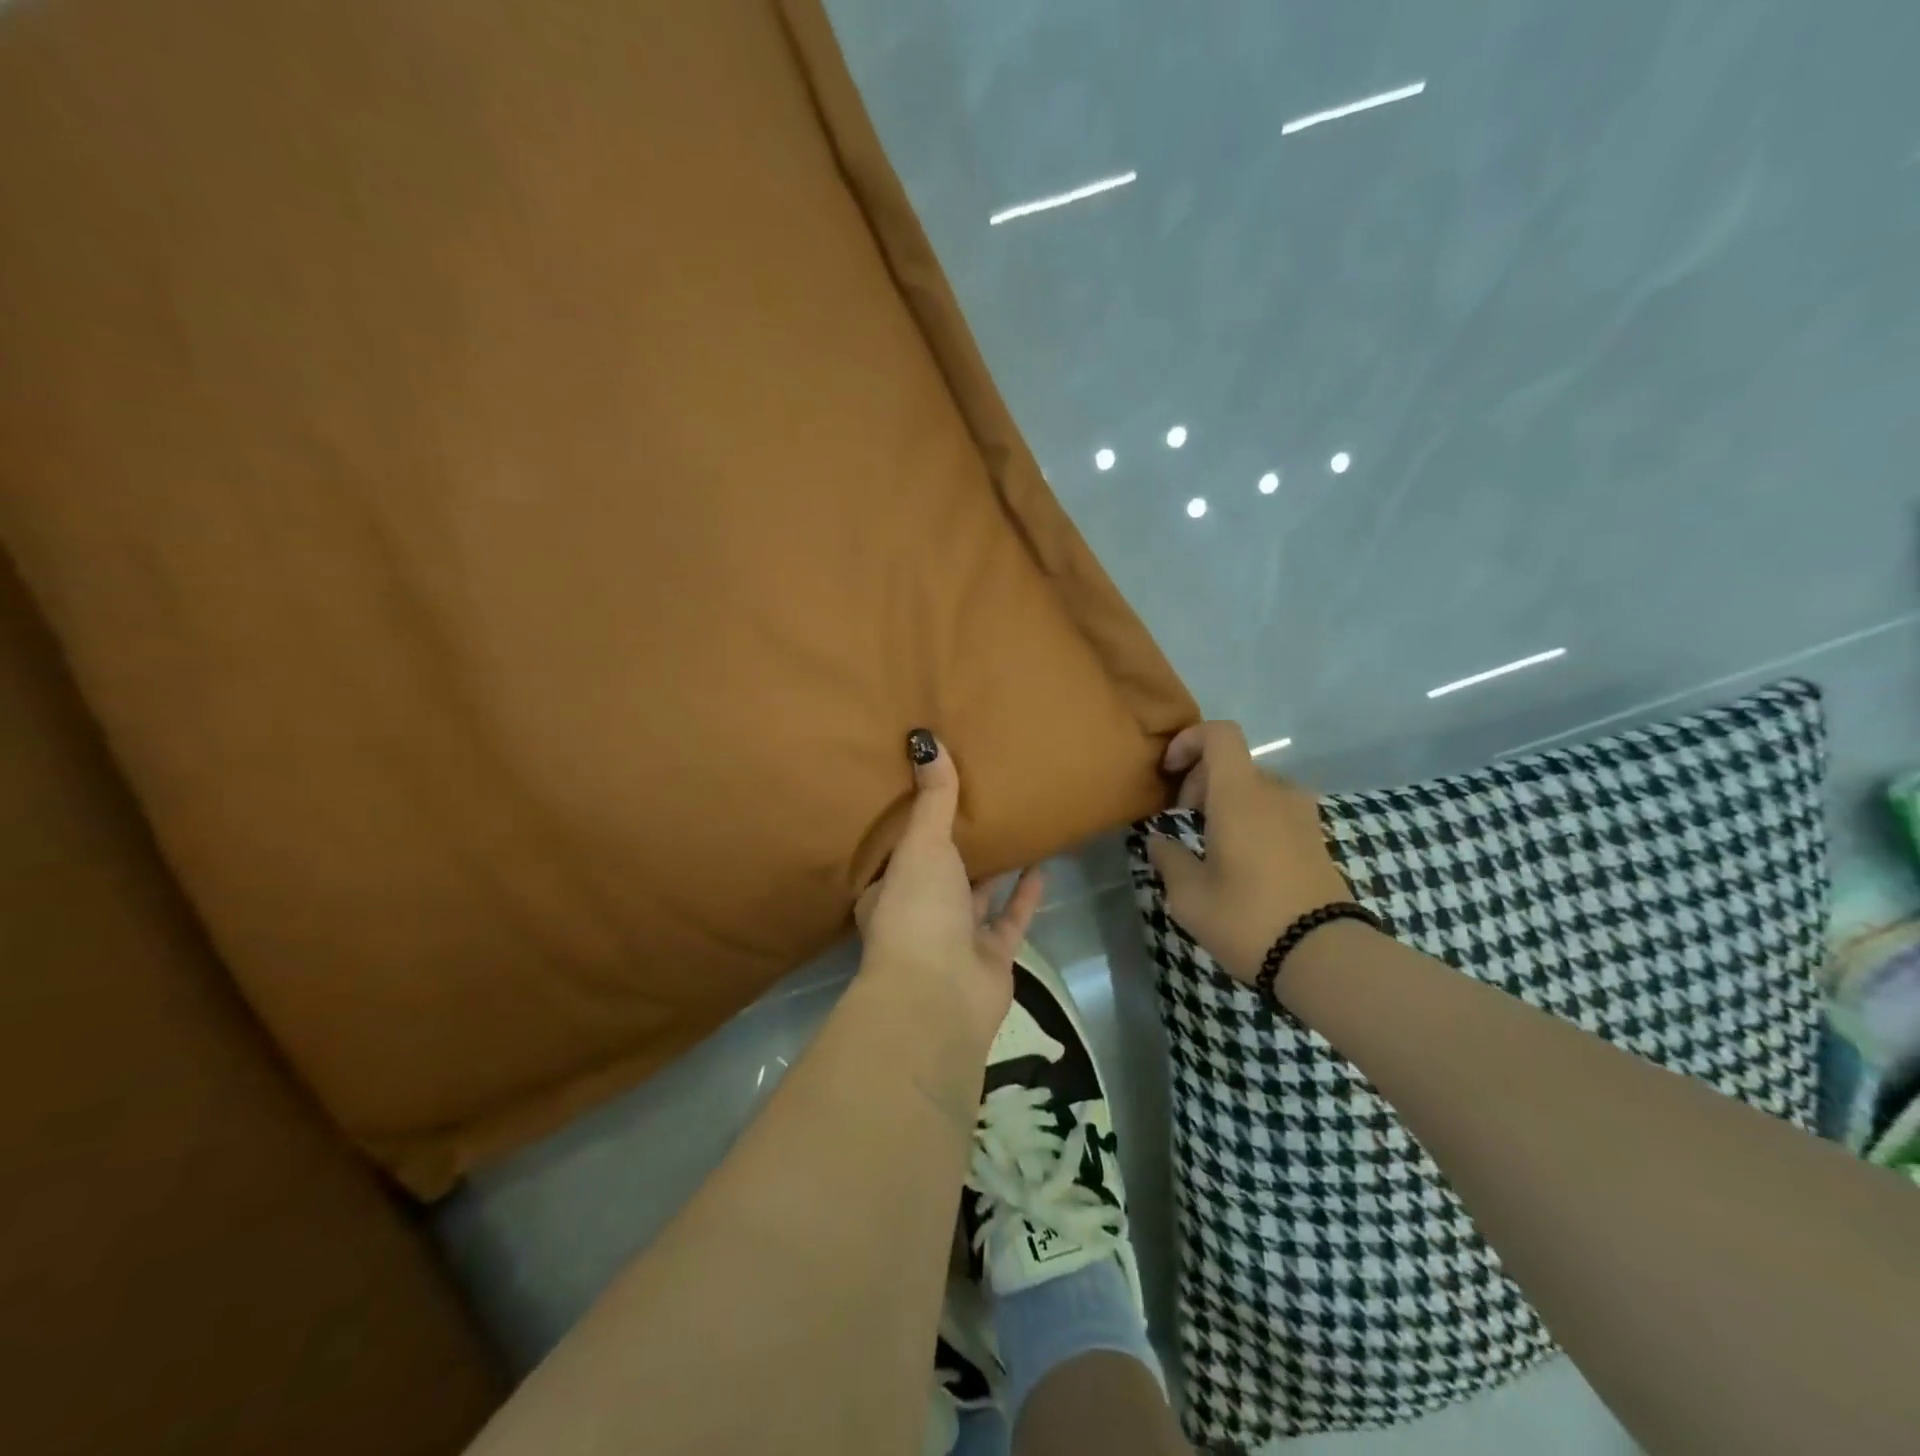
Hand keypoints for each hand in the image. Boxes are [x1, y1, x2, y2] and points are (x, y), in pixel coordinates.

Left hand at [855, 729, 1044, 1051]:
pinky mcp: (991, 958)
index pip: (897, 854)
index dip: (911, 828)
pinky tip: (1042, 867)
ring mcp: (956, 940)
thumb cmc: (918, 910)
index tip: (929, 797)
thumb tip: (924, 738)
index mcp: (888, 892)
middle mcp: (919, 915)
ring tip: (1014, 831)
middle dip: (956, 847)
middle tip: (981, 806)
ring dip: (994, 870)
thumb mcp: (922, 844)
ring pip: (977, 897)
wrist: (940, 995)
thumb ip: (933, 797)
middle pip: (939, 874)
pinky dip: (1025, 896)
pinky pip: (1010, 920)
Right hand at [1147, 721, 1352, 984]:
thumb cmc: (1247, 918)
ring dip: (1226, 801)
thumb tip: (1158, 840)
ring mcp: (1301, 815)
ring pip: (1254, 787)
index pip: (1220, 734)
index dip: (1189, 741)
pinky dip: (1250, 818)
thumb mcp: (1189, 895)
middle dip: (1199, 780)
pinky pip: (1274, 809)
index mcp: (1240, 795)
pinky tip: (1240, 859)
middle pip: (1233, 762)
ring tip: (1209, 842)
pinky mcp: (1315, 838)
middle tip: (1181, 819)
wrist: (1324, 957)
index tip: (1168, 772)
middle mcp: (1275, 793)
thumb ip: (1168, 858)